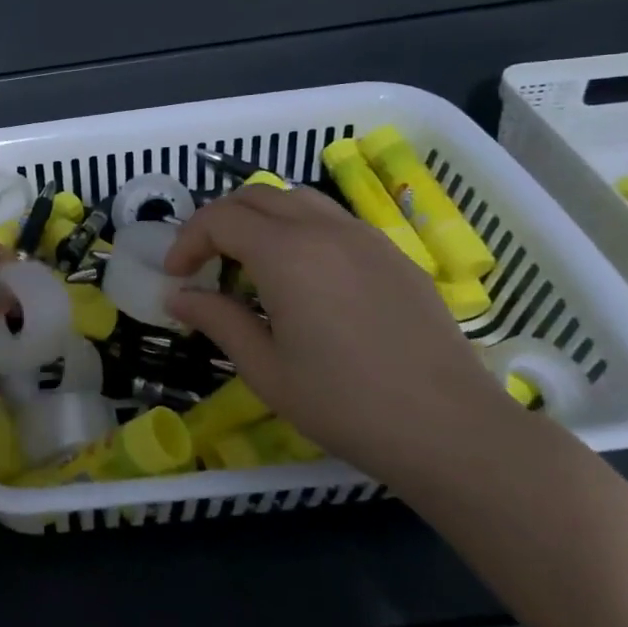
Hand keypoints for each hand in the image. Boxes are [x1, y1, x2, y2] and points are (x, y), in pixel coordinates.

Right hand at [162, 185, 524, 488]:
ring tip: (249, 261)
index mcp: (287, 254)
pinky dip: (299, 229)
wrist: (451, 430)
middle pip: (255, 196)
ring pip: (296, 198)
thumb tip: (178, 296)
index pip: (220, 219)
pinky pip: (333, 220)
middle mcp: (325, 230)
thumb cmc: (346, 404)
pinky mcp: (393, 255)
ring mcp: (365, 237)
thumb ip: (217, 320)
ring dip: (260, 218)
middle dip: (218, 222)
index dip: (187, 241)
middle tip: (204, 264)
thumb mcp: (265, 369)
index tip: (176, 276)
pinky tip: (304, 276)